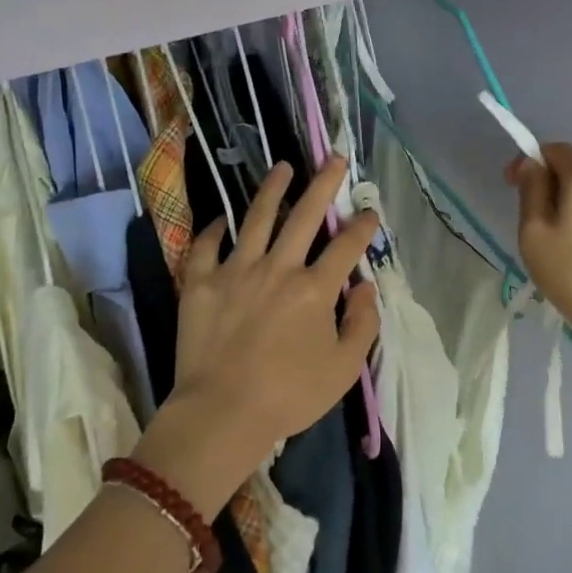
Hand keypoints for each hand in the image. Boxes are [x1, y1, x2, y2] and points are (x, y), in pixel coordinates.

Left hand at [134, 158, 380, 516]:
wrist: (222, 413)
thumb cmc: (289, 395)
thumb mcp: (343, 369)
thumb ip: (362, 324)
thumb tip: (366, 287)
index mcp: (314, 289)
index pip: (346, 247)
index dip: (362, 226)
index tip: (370, 212)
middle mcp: (278, 268)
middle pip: (304, 216)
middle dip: (323, 184)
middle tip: (334, 159)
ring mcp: (236, 271)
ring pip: (256, 218)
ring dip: (272, 190)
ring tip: (282, 167)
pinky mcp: (201, 282)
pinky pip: (207, 246)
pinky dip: (215, 230)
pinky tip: (222, 220)